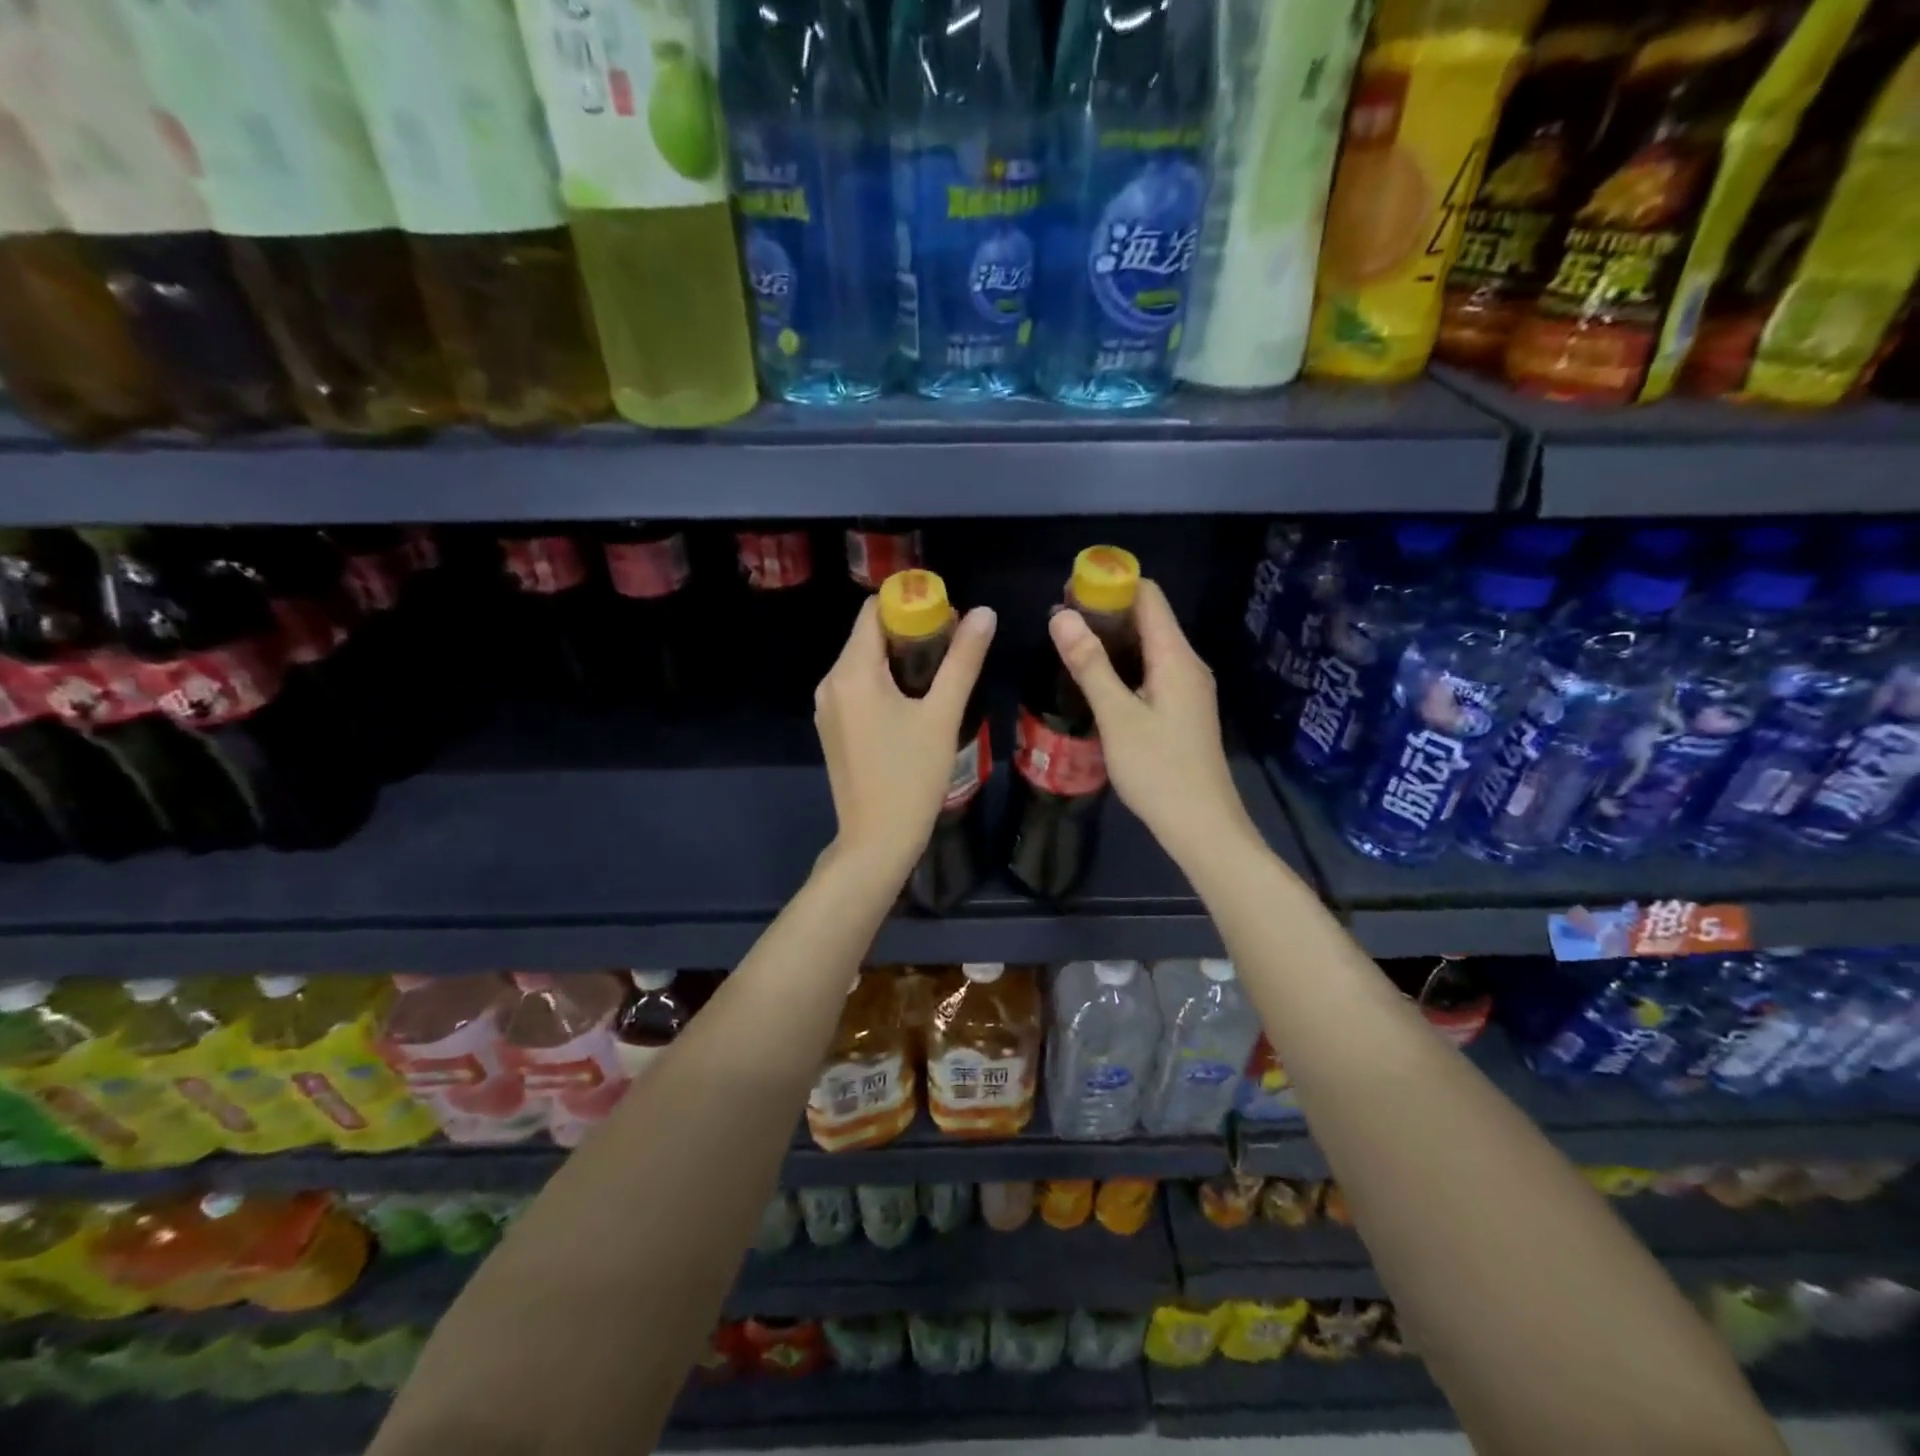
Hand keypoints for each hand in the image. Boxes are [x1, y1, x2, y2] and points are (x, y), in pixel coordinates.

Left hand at [815, 595, 996, 879]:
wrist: (876, 841)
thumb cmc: (912, 777)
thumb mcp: (943, 715)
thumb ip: (962, 660)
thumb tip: (984, 613)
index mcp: (852, 672)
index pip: (874, 611)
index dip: (910, 604)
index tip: (947, 617)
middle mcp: (830, 682)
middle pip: (868, 636)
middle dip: (909, 633)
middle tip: (952, 648)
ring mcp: (826, 707)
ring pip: (863, 663)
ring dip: (898, 659)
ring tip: (939, 676)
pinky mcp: (831, 728)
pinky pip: (857, 688)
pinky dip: (883, 683)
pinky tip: (913, 703)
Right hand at [1049, 579, 1257, 868]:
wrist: (1201, 825)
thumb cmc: (1158, 769)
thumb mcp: (1117, 716)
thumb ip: (1090, 664)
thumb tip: (1062, 615)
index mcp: (1176, 657)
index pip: (1148, 596)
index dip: (1111, 584)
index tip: (1070, 590)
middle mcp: (1187, 664)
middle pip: (1149, 618)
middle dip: (1106, 611)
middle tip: (1060, 621)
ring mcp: (1188, 688)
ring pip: (1149, 646)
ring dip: (1112, 640)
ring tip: (1069, 646)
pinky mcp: (1183, 709)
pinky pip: (1152, 670)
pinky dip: (1124, 664)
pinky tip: (1097, 680)